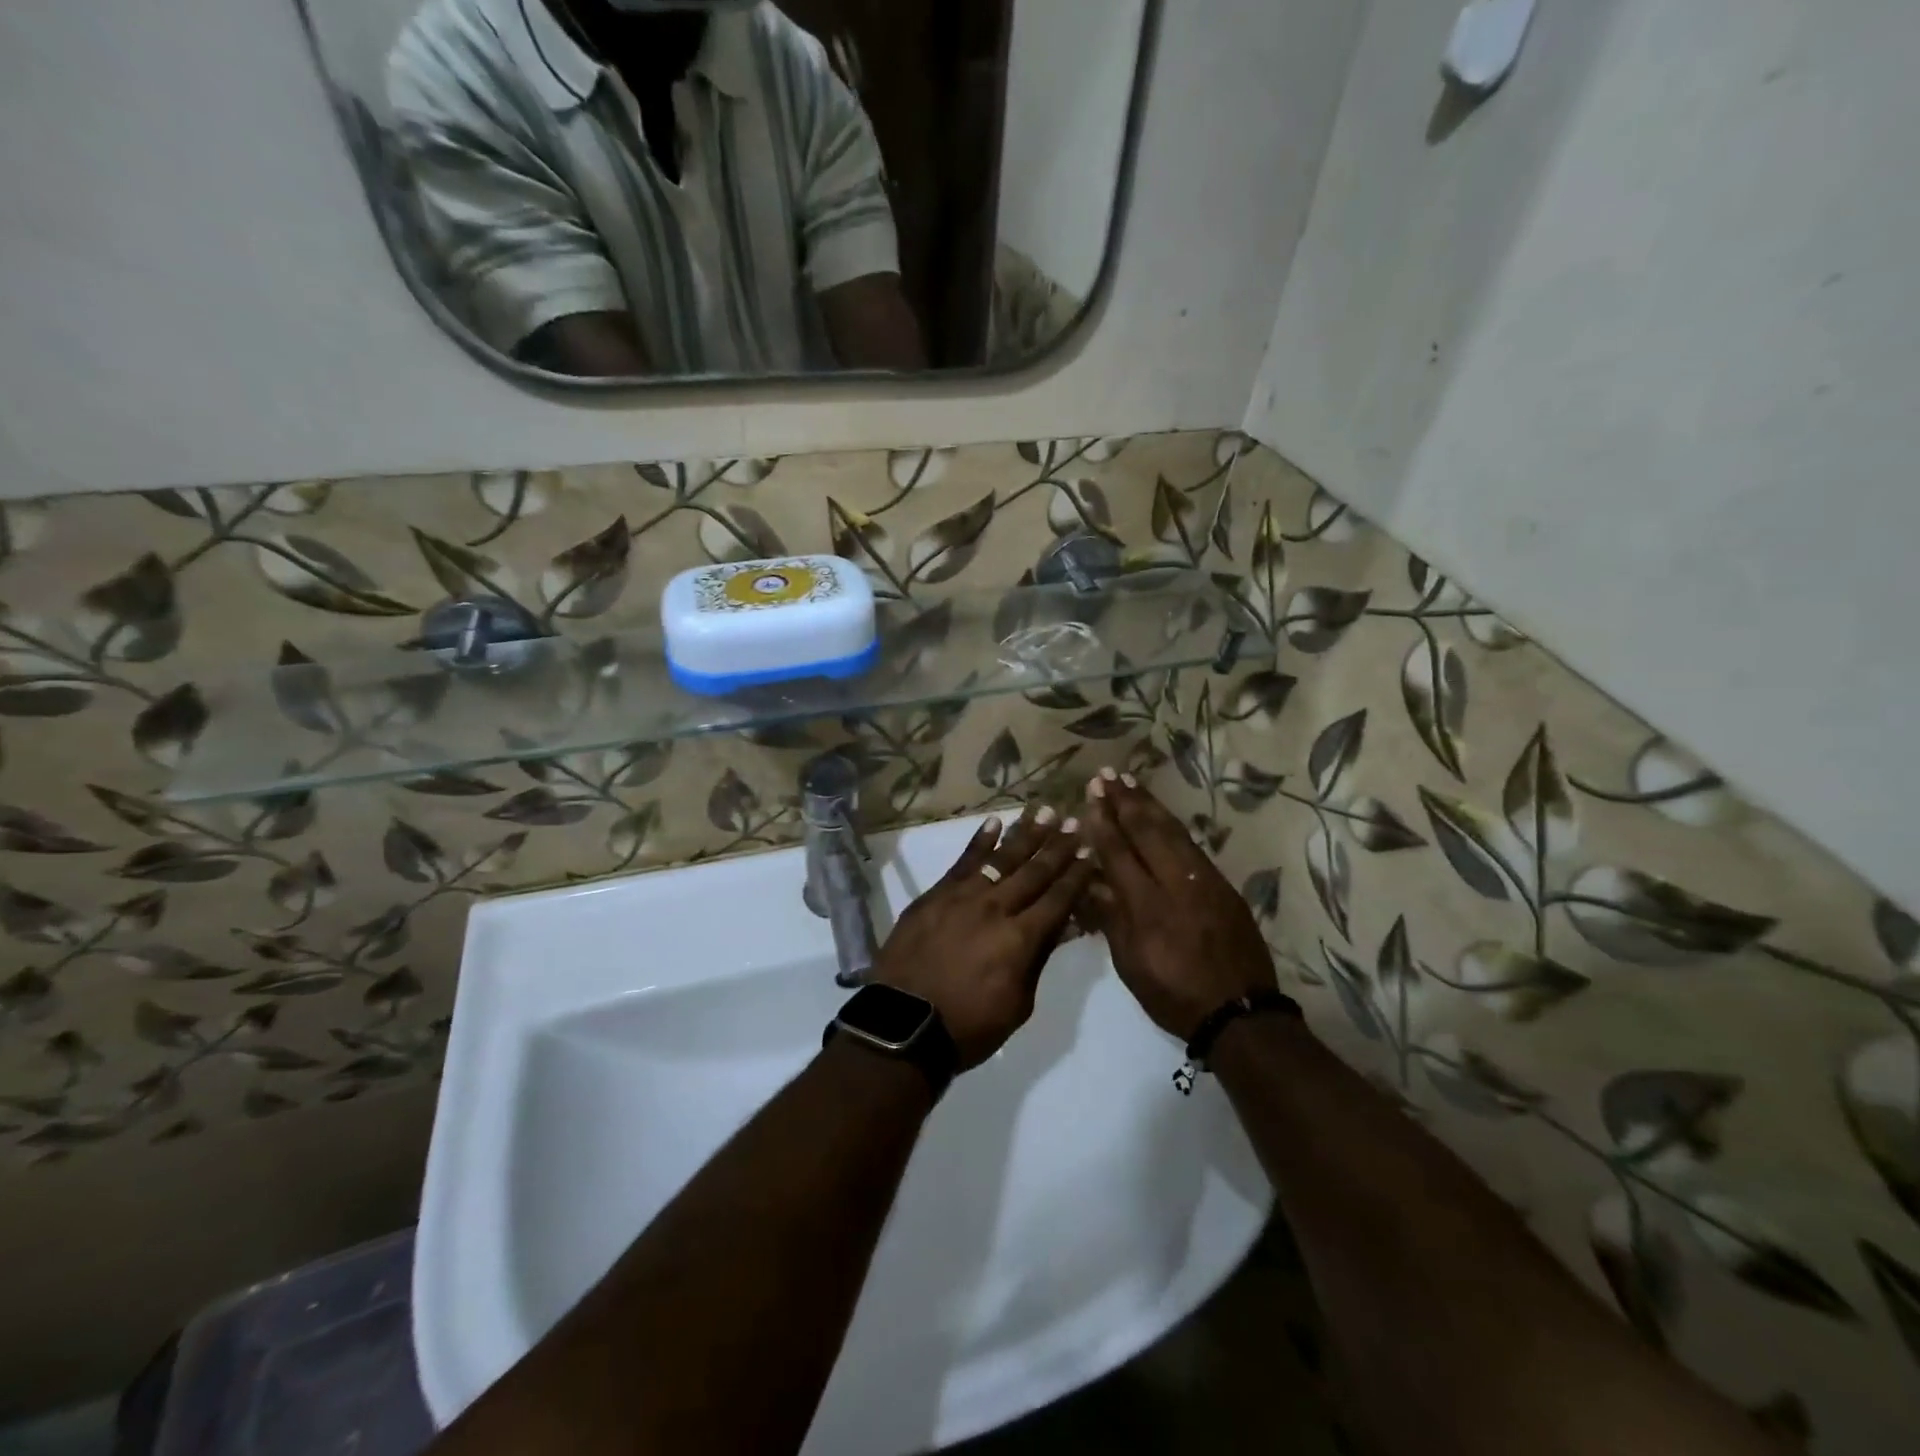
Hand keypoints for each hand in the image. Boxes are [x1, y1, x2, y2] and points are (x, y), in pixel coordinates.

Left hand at [873, 808, 1092, 1070]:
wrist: (903, 1024)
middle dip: (1057, 846)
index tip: (1091, 850)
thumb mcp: (1018, 1004)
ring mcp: (962, 897)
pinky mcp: (935, 895)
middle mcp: (995, 908)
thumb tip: (1060, 926)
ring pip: (1000, 858)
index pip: (1057, 898)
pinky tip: (994, 823)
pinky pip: (962, 862)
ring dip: (1025, 834)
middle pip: (1033, 872)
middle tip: (1073, 820)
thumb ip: (1037, 959)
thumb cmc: (968, 1026)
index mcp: (1020, 939)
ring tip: (1042, 811)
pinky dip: (979, 842)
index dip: (1077, 874)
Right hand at [1079, 772, 1277, 1040]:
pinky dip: (1172, 824)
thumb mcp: (1130, 964)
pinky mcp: (1223, 885)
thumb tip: (1090, 879)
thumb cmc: (1174, 994)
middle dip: (1124, 801)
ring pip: (1173, 832)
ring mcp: (1204, 881)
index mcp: (1147, 906)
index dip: (1103, 823)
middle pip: (1146, 832)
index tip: (1091, 796)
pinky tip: (1161, 814)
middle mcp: (1176, 884)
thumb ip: (1110, 917)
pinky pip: (1192, 845)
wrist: (1240, 1012)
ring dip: (1149, 804)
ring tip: (1130, 782)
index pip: (1119, 853)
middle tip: (1106, 775)